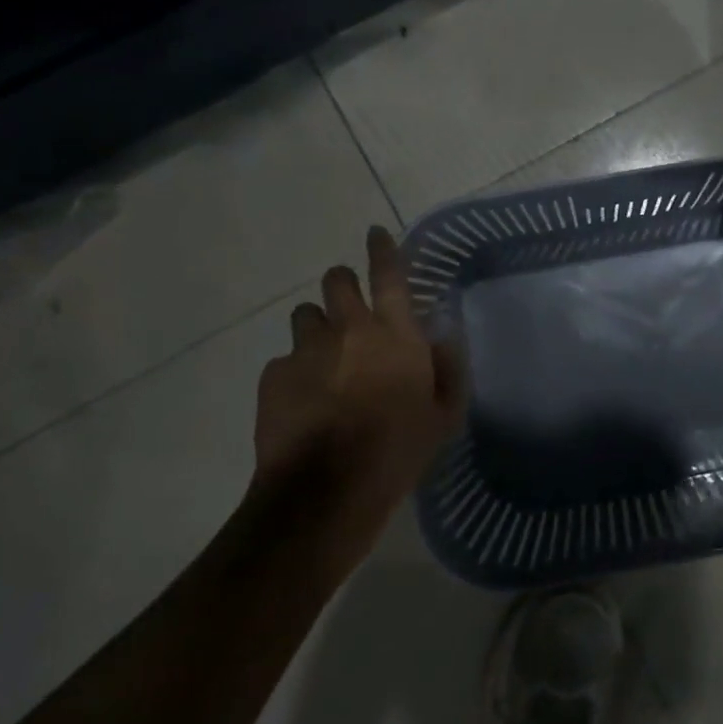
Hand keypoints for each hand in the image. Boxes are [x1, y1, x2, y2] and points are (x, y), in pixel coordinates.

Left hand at [249, 226, 465, 574]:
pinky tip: (304, 400)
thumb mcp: (444, 416)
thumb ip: (448, 369)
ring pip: (305, 316)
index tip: (376, 233)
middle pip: (337, 280)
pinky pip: (285, 359)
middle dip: (343, 283)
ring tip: (325, 360)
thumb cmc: (398, 450)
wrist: (327, 489)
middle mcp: (349, 329)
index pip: (390, 274)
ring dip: (318, 328)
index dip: (383, 249)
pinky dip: (296, 370)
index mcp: (395, 334)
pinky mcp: (274, 375)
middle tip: (350, 309)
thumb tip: (443, 338)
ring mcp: (306, 350)